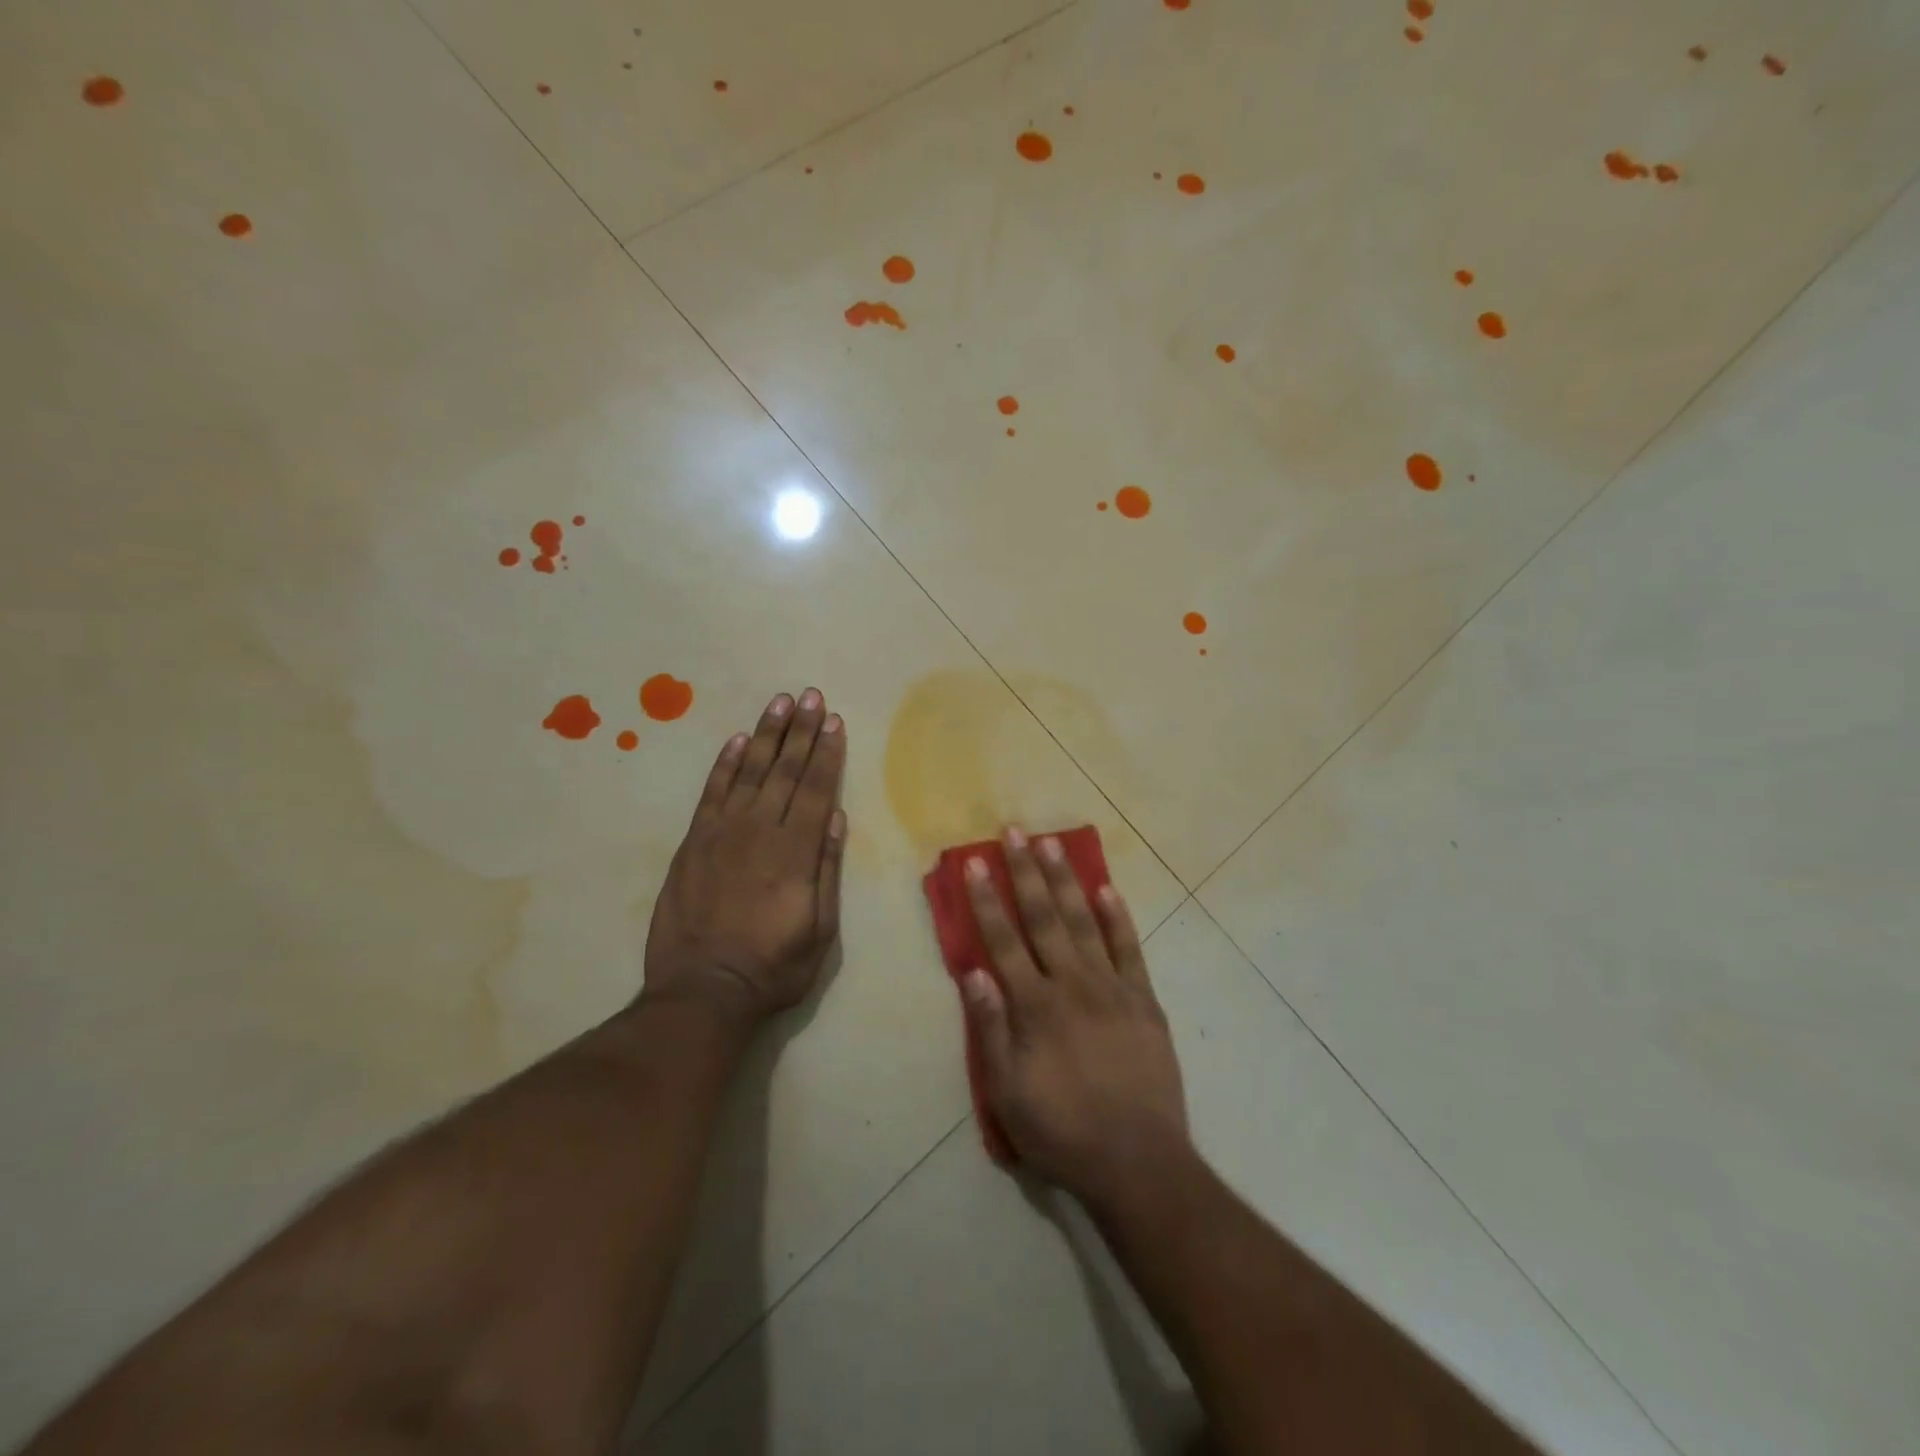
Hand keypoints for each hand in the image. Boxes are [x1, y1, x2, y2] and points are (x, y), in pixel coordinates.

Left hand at [643, 689, 847, 1025]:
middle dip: (800, 731)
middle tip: (810, 695)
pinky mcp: (692, 843)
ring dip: (765, 735)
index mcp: (795, 852)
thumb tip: (836, 818)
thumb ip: (826, 870)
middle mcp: (759, 831)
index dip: (827, 753)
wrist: (701, 990)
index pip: (815, 790)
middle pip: (784, 771)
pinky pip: (711, 793)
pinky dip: (724, 764)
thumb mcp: (820, 930)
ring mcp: (720, 833)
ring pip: (748, 772)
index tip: (834, 721)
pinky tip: (737, 741)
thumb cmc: (773, 966)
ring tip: (779, 703)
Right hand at [960, 828, 1188, 1209]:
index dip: (987, 900)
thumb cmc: (1062, 1131)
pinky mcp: (1144, 1000)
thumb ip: (990, 1029)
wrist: (1138, 1162)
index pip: (1003, 940)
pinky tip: (1106, 889)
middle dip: (1026, 872)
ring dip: (1066, 880)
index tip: (976, 864)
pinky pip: (1129, 949)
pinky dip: (1117, 917)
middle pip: (1044, 917)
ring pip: (1084, 922)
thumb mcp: (1008, 1093)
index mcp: (1035, 1006)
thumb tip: (974, 972)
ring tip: (1053, 844)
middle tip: (1015, 832)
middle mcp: (1072, 984)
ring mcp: (1112, 988)